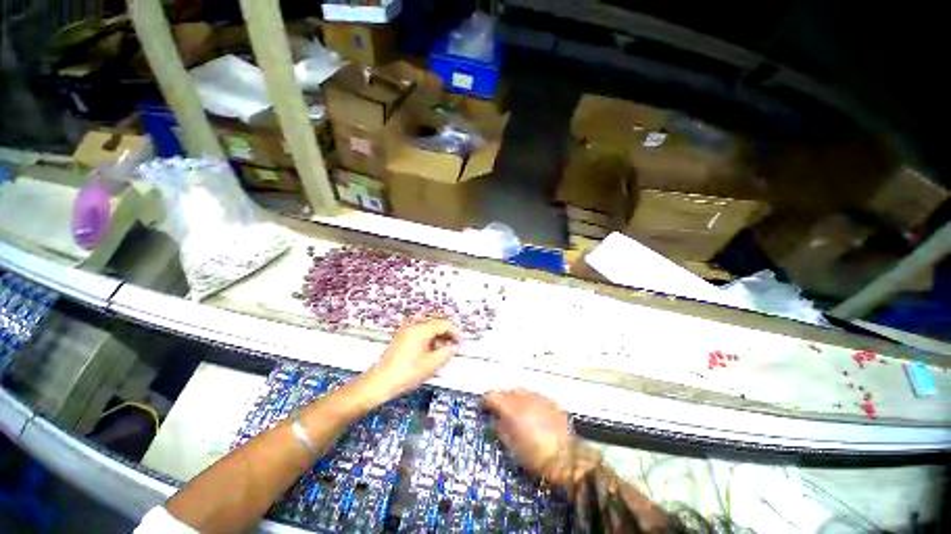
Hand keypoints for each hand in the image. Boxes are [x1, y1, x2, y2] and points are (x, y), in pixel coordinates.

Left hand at [361, 319, 459, 403]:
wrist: (378, 383)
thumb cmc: (405, 374)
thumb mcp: (430, 364)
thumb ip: (446, 353)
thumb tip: (455, 347)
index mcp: (420, 329)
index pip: (444, 323)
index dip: (455, 333)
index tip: (460, 344)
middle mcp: (413, 325)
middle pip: (436, 324)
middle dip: (447, 335)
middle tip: (452, 349)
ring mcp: (406, 330)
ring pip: (429, 329)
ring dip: (438, 338)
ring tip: (441, 354)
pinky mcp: (402, 337)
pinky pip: (421, 333)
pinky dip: (429, 341)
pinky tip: (430, 354)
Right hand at [484, 389, 573, 479]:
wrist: (566, 458)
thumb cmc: (536, 456)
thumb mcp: (513, 447)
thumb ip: (501, 429)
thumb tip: (494, 420)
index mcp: (512, 409)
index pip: (493, 396)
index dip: (487, 400)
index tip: (485, 405)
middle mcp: (525, 399)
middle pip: (508, 391)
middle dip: (503, 398)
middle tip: (501, 410)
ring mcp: (539, 398)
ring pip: (523, 392)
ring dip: (517, 398)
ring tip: (517, 411)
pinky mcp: (551, 402)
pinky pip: (536, 397)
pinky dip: (531, 402)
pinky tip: (534, 413)